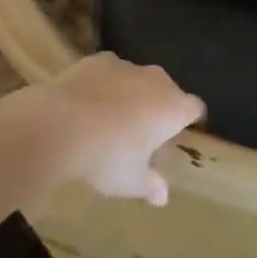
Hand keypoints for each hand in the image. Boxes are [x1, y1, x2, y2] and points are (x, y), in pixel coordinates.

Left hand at [25, 53, 204, 205]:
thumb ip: (151, 186)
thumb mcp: (130, 181)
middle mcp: (157, 81)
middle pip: (168, 90)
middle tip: (144, 132)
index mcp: (174, 108)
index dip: (192, 120)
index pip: (196, 108)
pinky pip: (110, 72)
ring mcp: (127, 66)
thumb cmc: (107, 157)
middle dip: (160, 106)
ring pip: (138, 79)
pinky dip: (105, 84)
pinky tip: (88, 102)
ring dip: (132, 93)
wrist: (60, 124)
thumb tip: (162, 198)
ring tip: (112, 117)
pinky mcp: (99, 59)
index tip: (182, 134)